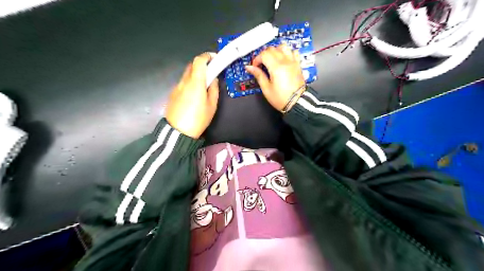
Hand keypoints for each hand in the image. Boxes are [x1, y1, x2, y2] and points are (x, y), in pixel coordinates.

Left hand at [167, 52, 219, 138]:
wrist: (178, 132)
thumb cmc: (198, 119)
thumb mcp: (212, 106)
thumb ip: (213, 89)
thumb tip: (213, 80)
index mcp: (195, 83)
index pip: (199, 61)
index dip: (207, 56)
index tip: (214, 58)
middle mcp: (184, 82)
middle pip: (192, 65)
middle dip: (202, 65)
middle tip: (211, 73)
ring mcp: (176, 87)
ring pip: (187, 75)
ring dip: (195, 75)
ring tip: (203, 87)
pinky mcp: (172, 94)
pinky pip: (182, 83)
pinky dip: (189, 83)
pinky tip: (193, 96)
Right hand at [246, 44, 305, 111]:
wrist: (297, 103)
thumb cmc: (281, 98)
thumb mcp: (266, 88)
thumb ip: (258, 75)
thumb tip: (249, 67)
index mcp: (276, 67)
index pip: (264, 54)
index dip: (257, 59)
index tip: (255, 67)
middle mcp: (285, 61)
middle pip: (272, 49)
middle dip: (264, 54)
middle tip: (261, 64)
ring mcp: (293, 62)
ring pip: (283, 47)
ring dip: (275, 50)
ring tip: (272, 59)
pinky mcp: (298, 65)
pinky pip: (293, 52)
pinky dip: (287, 52)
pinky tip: (283, 59)